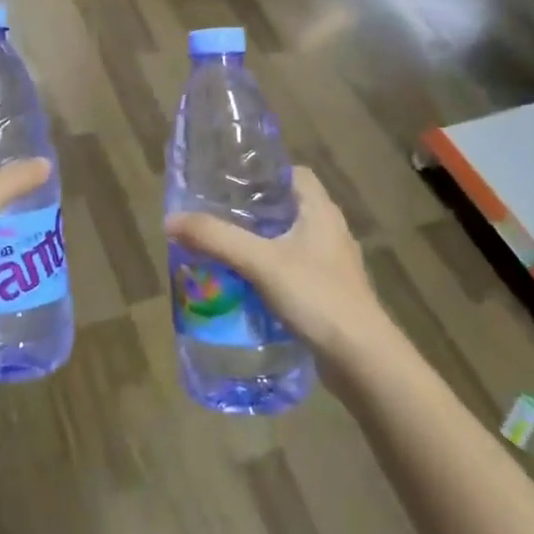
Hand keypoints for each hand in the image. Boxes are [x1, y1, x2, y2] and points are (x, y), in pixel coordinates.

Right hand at [164, 168, 386, 360]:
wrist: (362, 360)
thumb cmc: (317, 297)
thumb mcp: (260, 262)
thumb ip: (216, 238)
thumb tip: (171, 220)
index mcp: (321, 211)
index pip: (294, 174)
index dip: (264, 174)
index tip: (231, 183)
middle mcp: (330, 232)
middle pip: (289, 208)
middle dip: (254, 212)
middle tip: (217, 217)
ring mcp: (333, 266)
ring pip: (291, 242)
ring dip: (261, 244)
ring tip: (224, 250)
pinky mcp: (330, 295)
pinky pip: (295, 272)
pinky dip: (271, 273)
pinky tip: (246, 287)